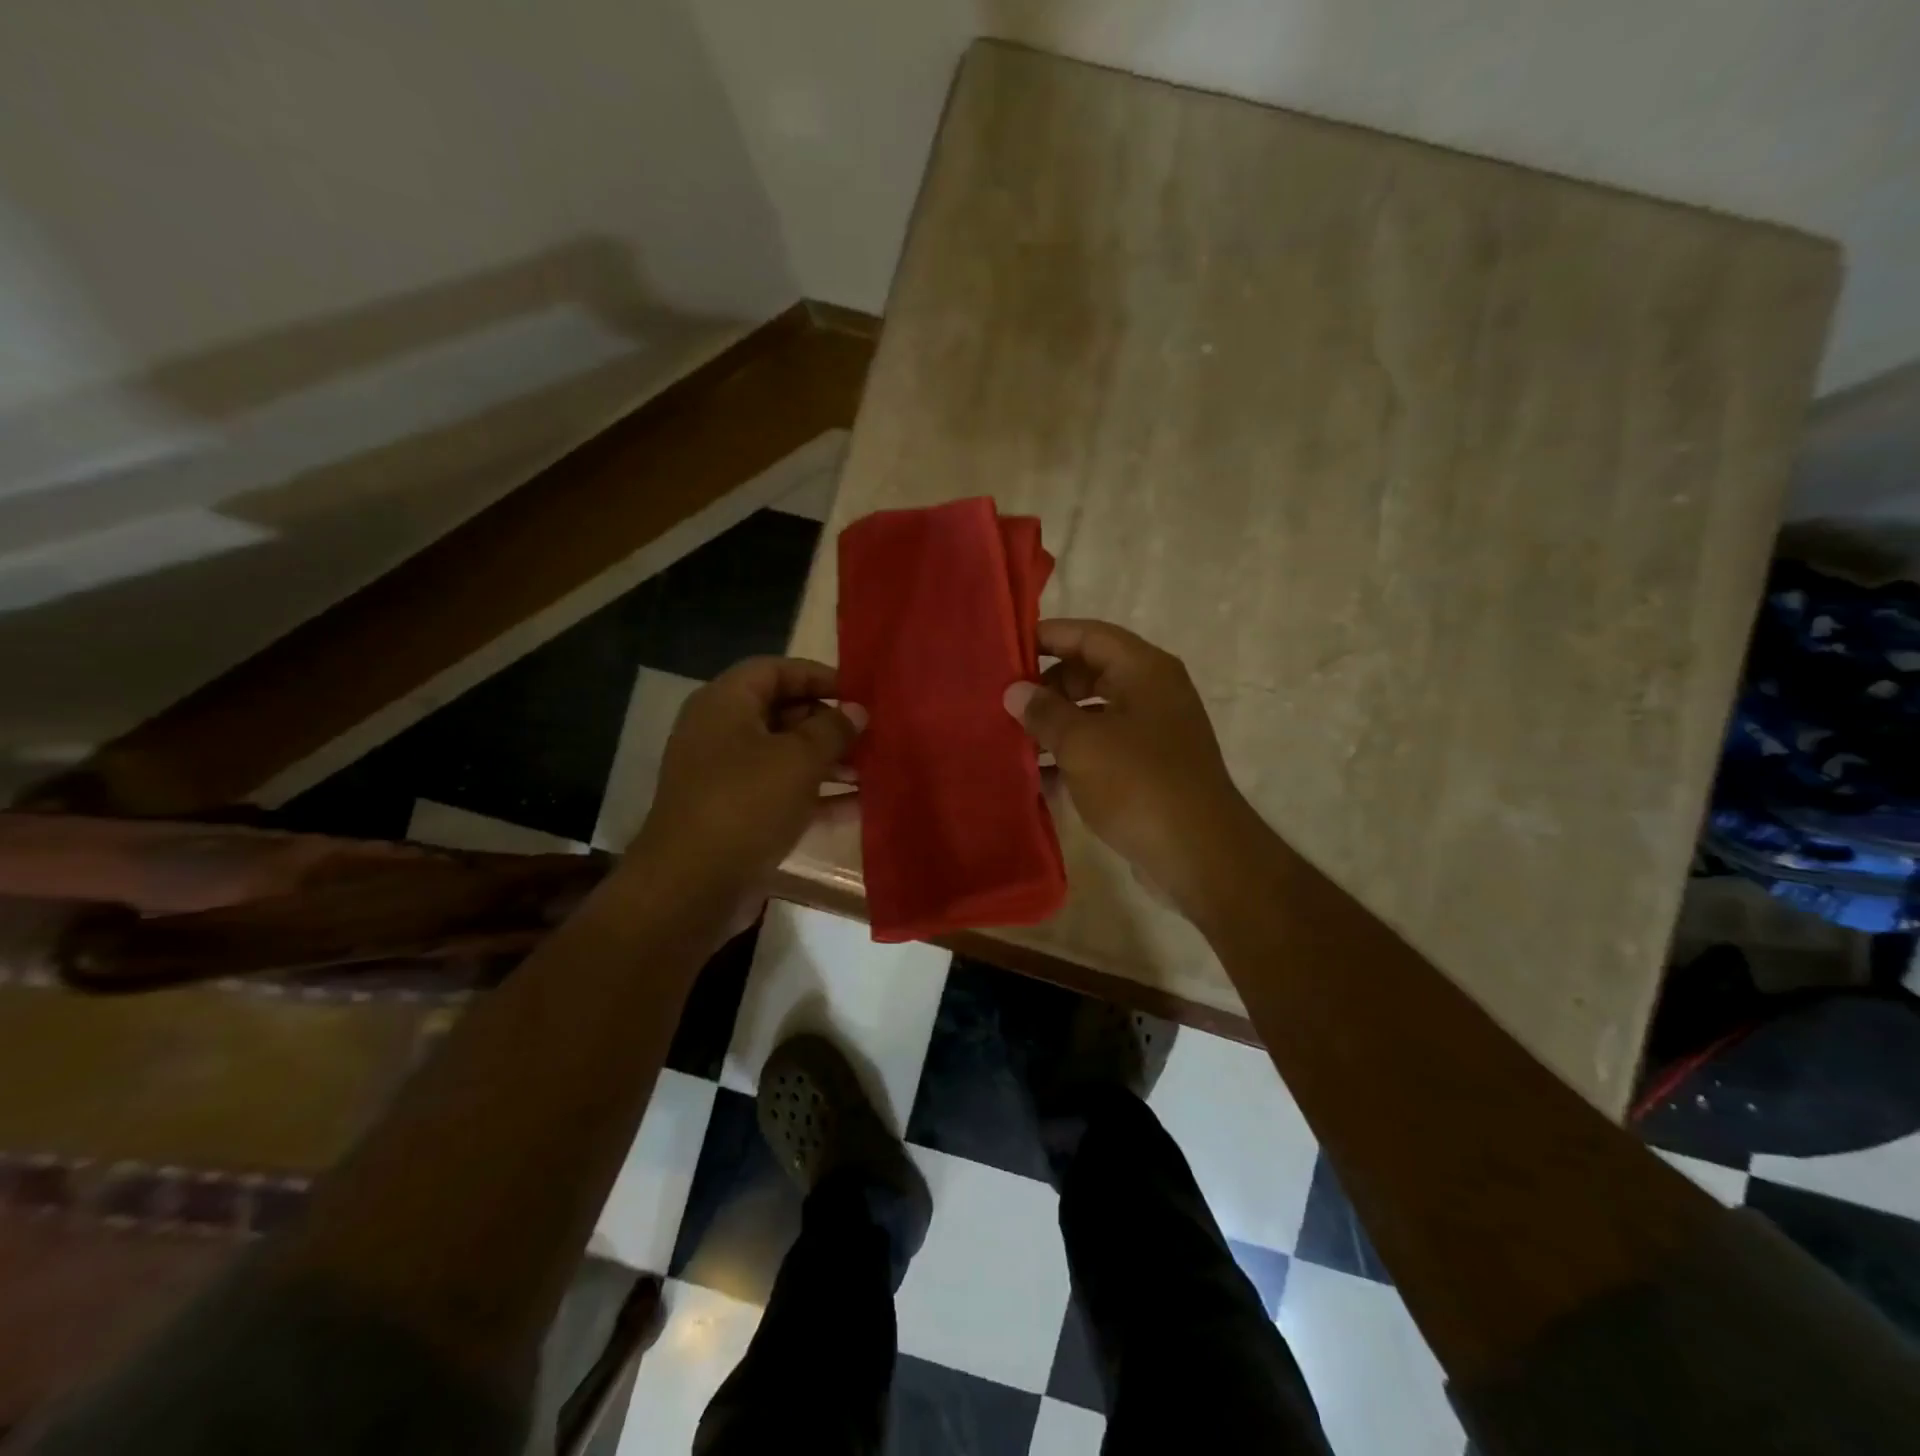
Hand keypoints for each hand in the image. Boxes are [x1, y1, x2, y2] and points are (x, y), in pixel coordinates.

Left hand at [636, 657, 862, 900]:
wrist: (692, 886)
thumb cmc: (746, 804)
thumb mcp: (799, 759)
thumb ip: (833, 730)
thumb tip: (857, 712)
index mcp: (725, 704)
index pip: (774, 670)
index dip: (817, 675)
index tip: (858, 692)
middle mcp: (721, 734)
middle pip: (781, 712)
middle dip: (828, 723)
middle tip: (870, 735)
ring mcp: (727, 777)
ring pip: (786, 756)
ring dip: (828, 761)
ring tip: (872, 770)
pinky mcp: (737, 816)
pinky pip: (783, 793)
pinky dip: (817, 796)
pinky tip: (859, 805)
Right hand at [1004, 620, 1259, 916]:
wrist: (1198, 855)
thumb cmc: (1139, 784)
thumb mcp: (1082, 743)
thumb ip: (1044, 712)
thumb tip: (1015, 691)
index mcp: (1145, 671)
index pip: (1090, 634)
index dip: (1048, 636)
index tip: (1006, 649)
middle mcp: (1153, 693)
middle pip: (1091, 672)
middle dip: (1048, 685)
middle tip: (1005, 701)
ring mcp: (1153, 733)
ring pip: (1094, 714)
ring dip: (1056, 724)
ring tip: (1011, 738)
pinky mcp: (1148, 770)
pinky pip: (1102, 749)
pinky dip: (1073, 756)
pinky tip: (1037, 776)